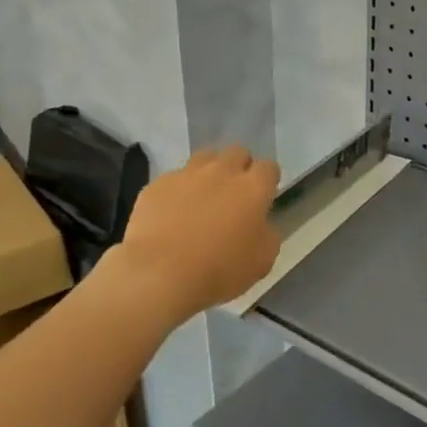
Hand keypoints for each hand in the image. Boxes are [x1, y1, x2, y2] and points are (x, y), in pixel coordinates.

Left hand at [116, 146, 281, 320]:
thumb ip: (267, 234)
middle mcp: (222, 171)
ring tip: (203, 196)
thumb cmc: (220, 270)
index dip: (268, 180)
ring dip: (209, 171)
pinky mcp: (158, 184)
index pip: (269, 167)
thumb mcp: (263, 260)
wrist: (161, 274)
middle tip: (235, 193)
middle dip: (240, 167)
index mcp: (253, 188)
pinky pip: (174, 179)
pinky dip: (178, 191)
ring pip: (204, 157)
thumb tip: (261, 224)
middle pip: (237, 153)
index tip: (264, 197)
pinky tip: (172, 213)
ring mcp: (187, 174)